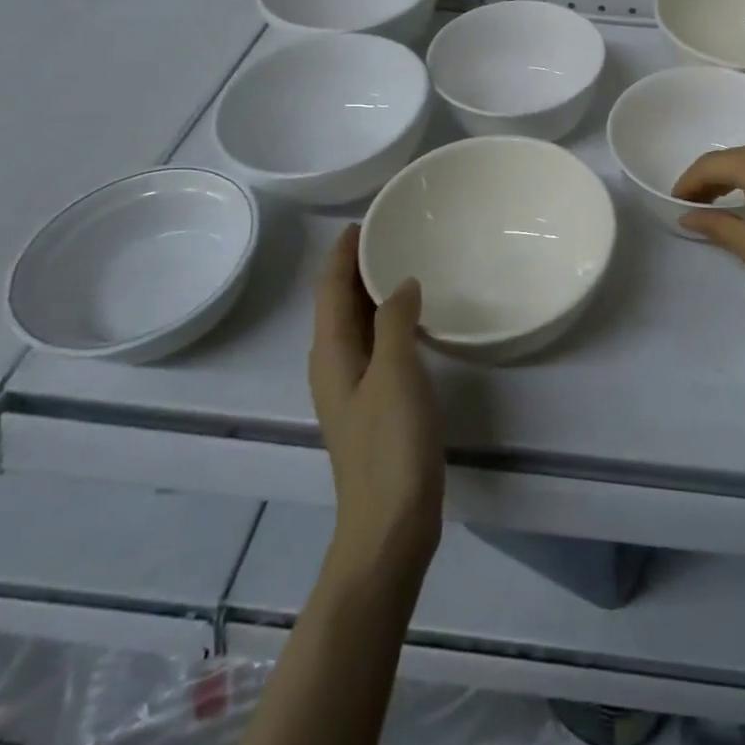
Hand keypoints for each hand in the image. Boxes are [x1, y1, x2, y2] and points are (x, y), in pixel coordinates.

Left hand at [308, 226, 443, 577]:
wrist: (390, 525)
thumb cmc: (390, 446)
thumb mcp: (394, 375)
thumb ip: (395, 323)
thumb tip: (402, 282)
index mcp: (331, 354)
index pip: (329, 289)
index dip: (341, 253)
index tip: (365, 218)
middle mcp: (335, 365)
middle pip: (339, 303)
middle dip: (356, 266)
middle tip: (392, 231)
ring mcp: (355, 387)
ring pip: (357, 323)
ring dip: (372, 291)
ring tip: (405, 261)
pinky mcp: (376, 403)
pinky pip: (376, 343)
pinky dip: (388, 318)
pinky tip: (415, 317)